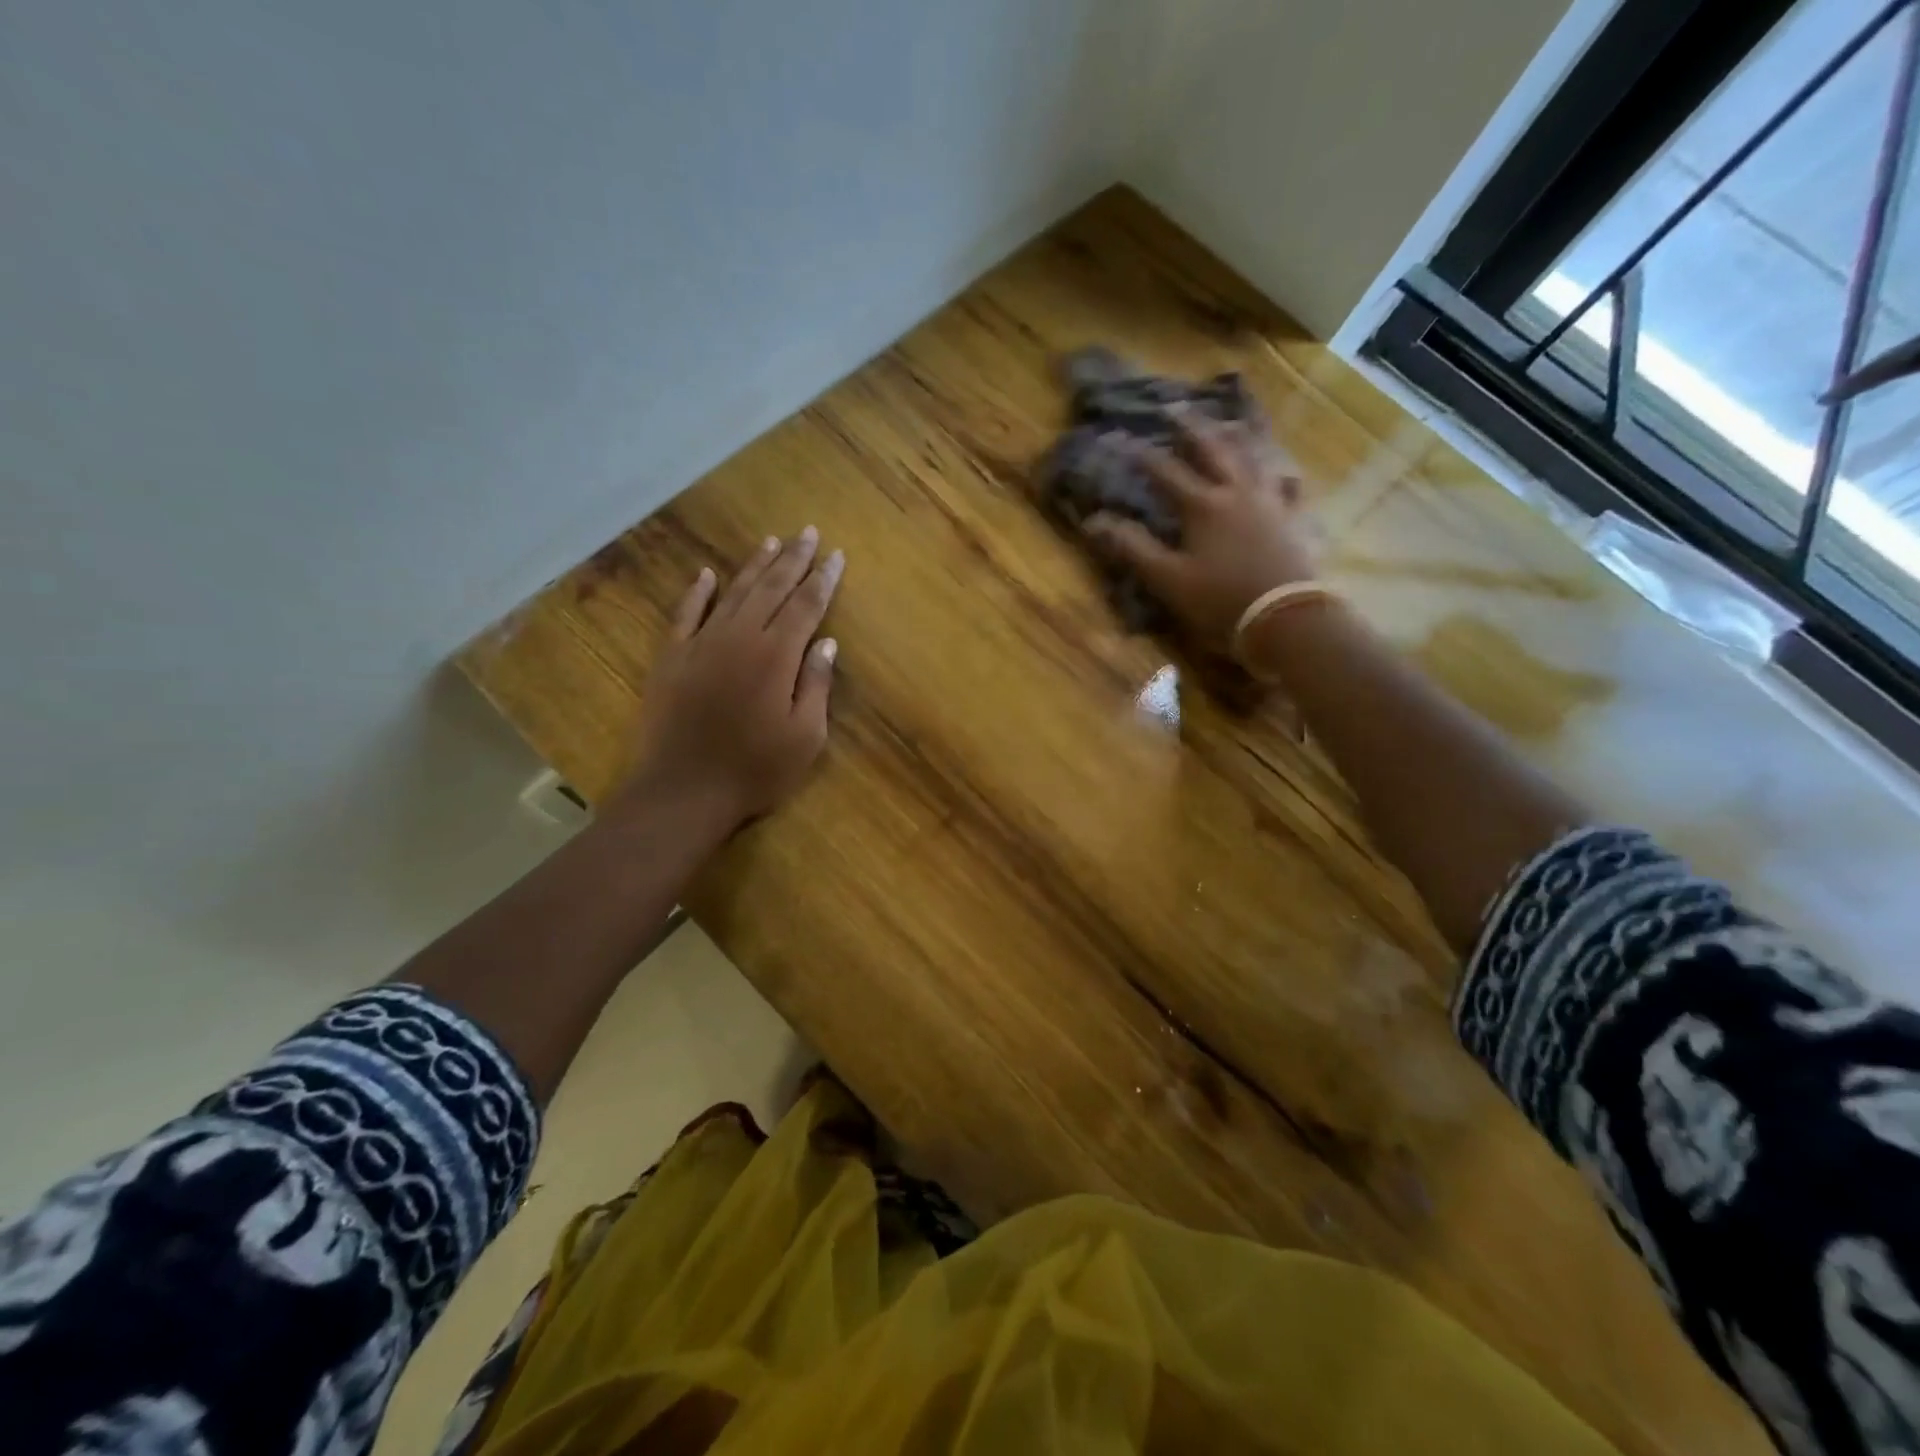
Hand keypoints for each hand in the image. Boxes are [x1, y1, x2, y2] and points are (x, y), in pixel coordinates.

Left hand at [621, 528, 843, 834]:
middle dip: (793, 559)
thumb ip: (815, 685)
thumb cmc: (755, 770)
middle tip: (808, 532)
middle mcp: (739, 638)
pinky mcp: (671, 658)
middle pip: (771, 589)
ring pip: (733, 593)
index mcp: (776, 656)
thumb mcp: (804, 737)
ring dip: (754, 566)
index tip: (836, 556)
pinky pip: (685, 614)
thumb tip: (826, 643)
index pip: (806, 606)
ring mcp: (701, 644)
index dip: (823, 579)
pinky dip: (697, 592)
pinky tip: (707, 574)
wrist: (683, 791)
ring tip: (771, 541)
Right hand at [1083, 414, 1317, 653]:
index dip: (1141, 455)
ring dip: (1235, 437)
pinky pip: (1286, 485)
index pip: (1165, 472)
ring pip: (1252, 457)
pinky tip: (1278, 470)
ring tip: (1227, 423)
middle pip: (1213, 449)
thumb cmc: (1220, 600)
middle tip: (1176, 408)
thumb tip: (1094, 521)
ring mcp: (1270, 502)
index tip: (1120, 439)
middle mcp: (1237, 492)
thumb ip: (1132, 548)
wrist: (1285, 619)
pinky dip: (1278, 472)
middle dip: (1191, 428)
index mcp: (1203, 506)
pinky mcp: (1293, 519)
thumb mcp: (1167, 578)